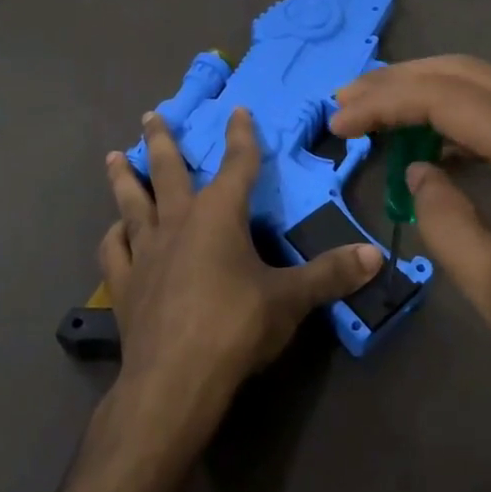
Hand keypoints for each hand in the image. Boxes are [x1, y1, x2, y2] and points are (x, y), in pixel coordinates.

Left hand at [99, 107, 381, 452]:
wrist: (175, 380)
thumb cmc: (236, 327)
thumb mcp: (291, 300)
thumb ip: (331, 275)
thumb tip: (376, 256)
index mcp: (218, 216)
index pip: (236, 165)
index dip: (241, 136)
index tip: (238, 111)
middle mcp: (177, 223)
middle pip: (168, 171)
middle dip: (162, 140)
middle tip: (151, 114)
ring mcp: (145, 252)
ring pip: (131, 203)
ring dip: (124, 178)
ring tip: (114, 157)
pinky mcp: (124, 284)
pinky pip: (114, 250)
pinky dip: (114, 236)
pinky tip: (115, 231)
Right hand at [330, 56, 490, 444]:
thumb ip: (447, 225)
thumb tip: (419, 171)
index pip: (443, 96)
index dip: (382, 102)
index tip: (336, 121)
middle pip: (466, 73)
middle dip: (399, 82)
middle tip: (346, 102)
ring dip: (433, 93)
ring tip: (380, 116)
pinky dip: (471, 115)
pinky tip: (443, 143)